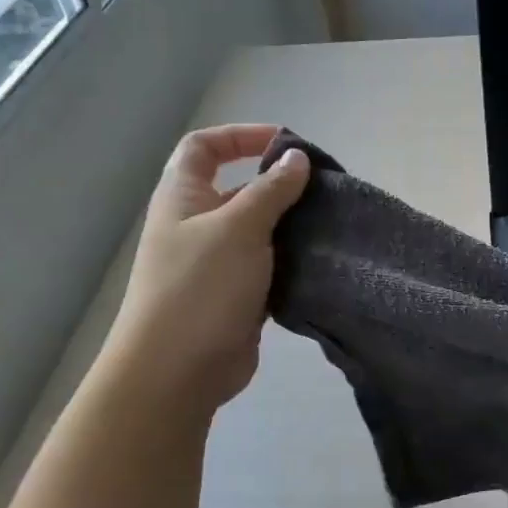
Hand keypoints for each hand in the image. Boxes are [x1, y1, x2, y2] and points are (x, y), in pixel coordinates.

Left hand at [105, 124, 309, 421]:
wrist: (177, 371)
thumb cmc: (201, 287)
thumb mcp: (239, 227)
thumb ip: (271, 191)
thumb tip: (296, 158)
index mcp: (183, 198)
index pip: (204, 147)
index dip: (240, 136)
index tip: (285, 144)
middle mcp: (196, 225)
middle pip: (238, 189)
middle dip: (278, 184)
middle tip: (322, 189)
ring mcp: (216, 263)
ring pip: (258, 231)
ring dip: (290, 225)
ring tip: (330, 223)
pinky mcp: (236, 296)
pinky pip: (268, 267)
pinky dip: (291, 261)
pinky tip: (321, 261)